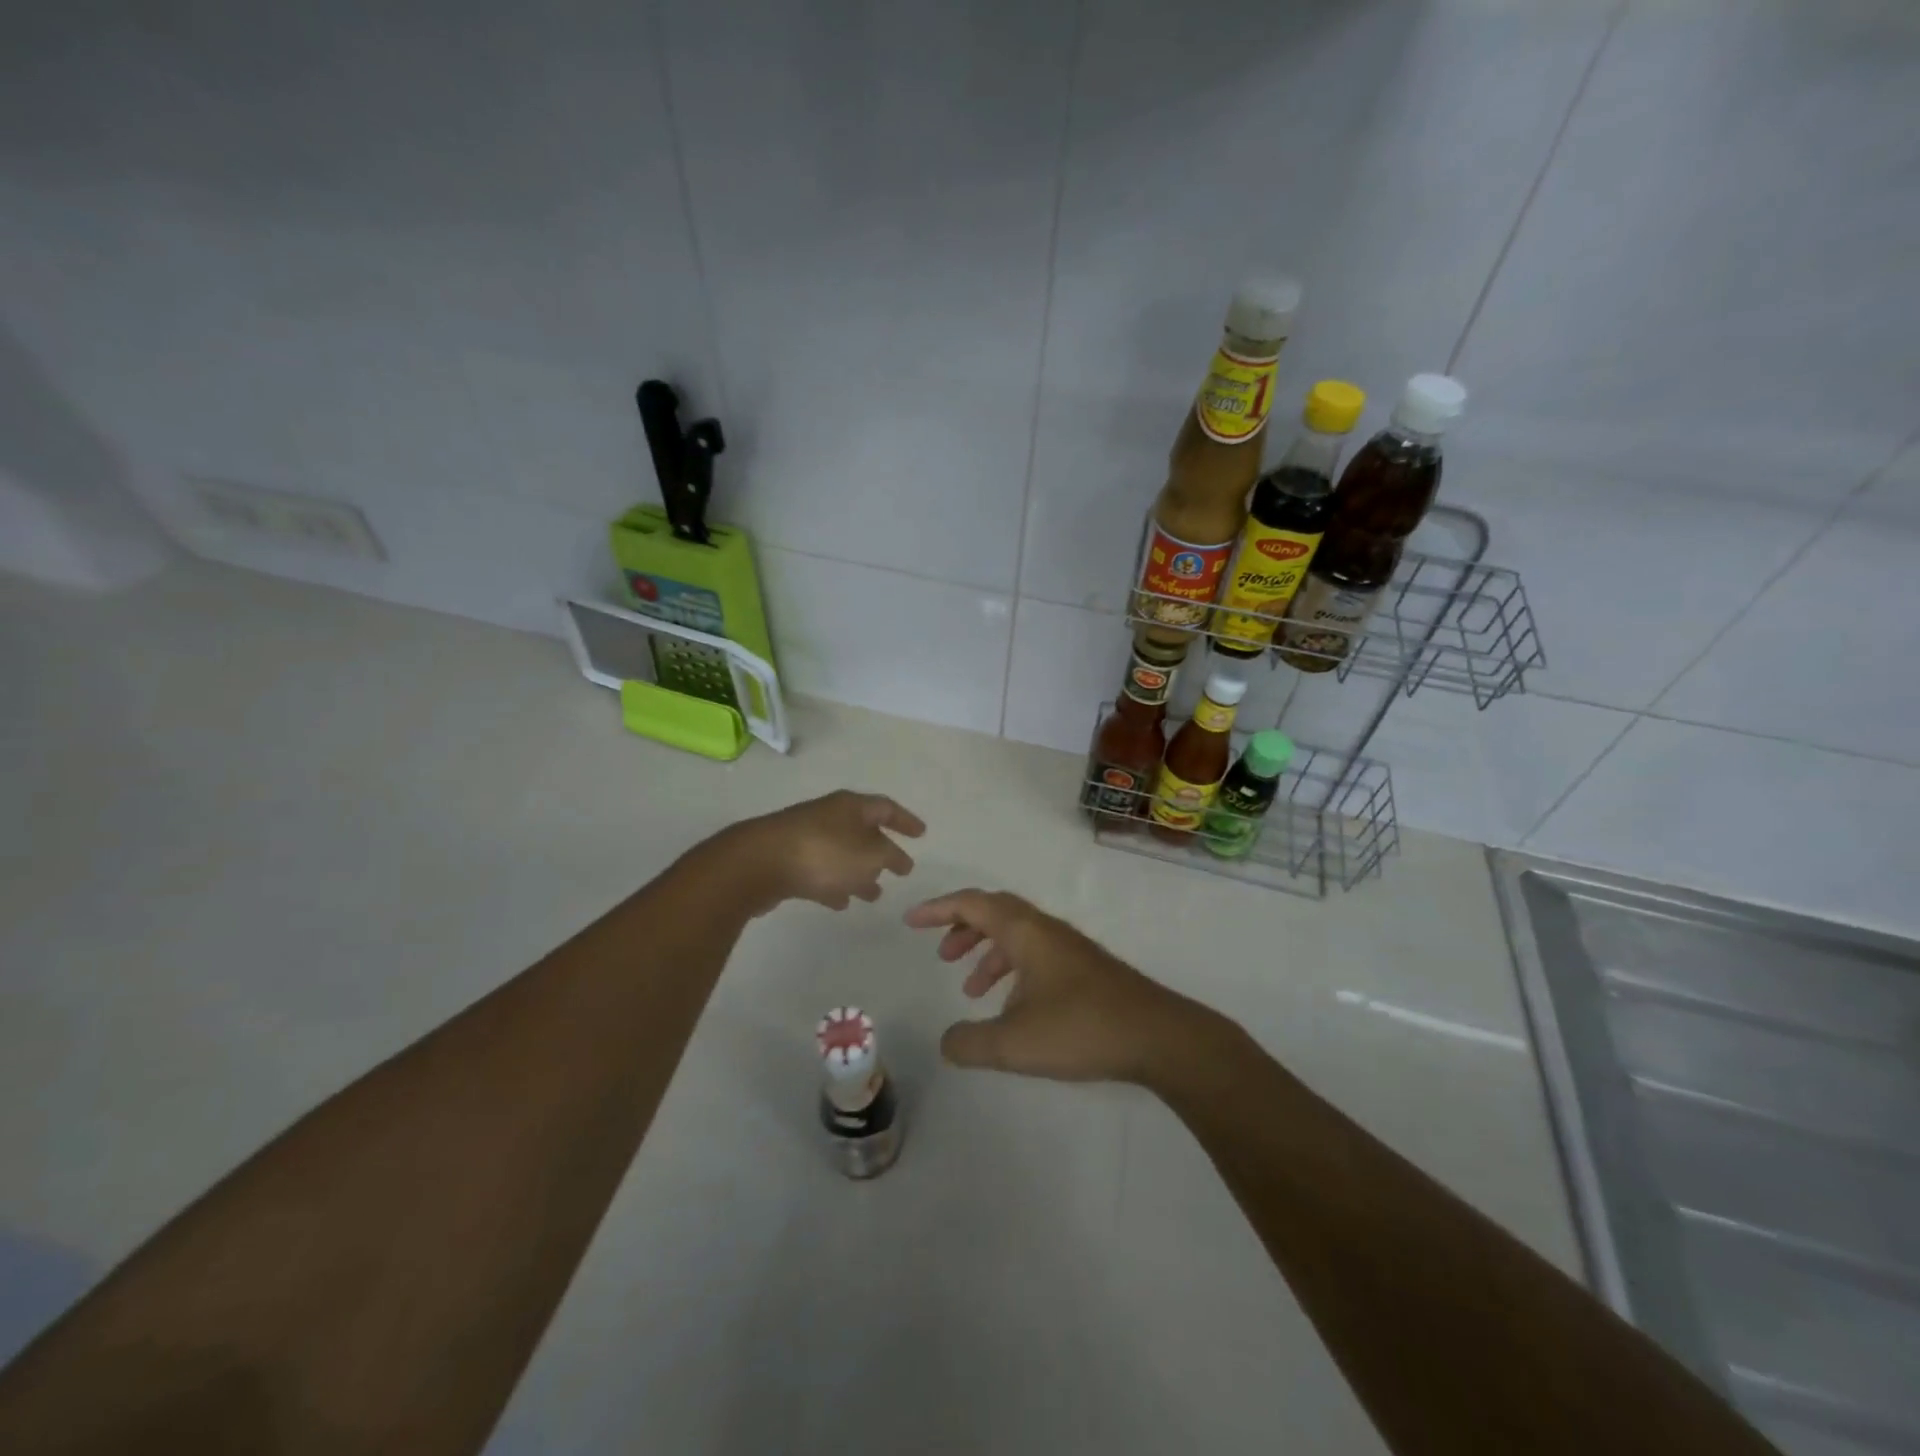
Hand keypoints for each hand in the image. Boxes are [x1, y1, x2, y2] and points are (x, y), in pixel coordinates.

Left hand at [727, 790, 924, 913]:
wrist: (758, 863)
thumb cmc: (824, 853)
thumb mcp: (870, 854)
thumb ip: (889, 856)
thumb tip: (895, 857)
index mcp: (851, 806)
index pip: (886, 808)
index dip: (906, 821)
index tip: (922, 834)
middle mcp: (829, 816)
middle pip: (862, 830)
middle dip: (881, 851)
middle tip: (899, 870)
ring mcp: (805, 837)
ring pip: (841, 854)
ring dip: (859, 873)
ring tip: (873, 895)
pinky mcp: (786, 860)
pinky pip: (819, 870)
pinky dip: (834, 884)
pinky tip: (840, 903)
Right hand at [904, 889, 1207, 1083]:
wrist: (1158, 1036)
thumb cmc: (1081, 1029)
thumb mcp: (1014, 1044)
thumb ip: (970, 1043)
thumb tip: (945, 1042)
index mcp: (1025, 932)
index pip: (973, 904)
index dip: (938, 909)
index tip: (911, 921)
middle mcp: (1046, 930)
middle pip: (995, 912)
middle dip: (962, 928)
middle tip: (942, 955)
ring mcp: (1070, 948)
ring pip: (1017, 935)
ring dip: (988, 953)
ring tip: (971, 990)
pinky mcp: (1085, 969)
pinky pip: (1035, 954)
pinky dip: (1013, 970)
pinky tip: (1013, 1008)